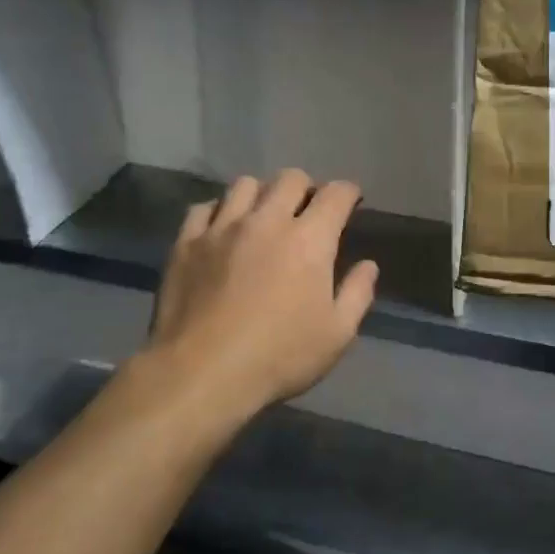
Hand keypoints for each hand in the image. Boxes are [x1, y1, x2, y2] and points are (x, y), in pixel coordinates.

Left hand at [147, 169, 378, 421]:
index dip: (348, 193)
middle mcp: (266, 221)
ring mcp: (222, 228)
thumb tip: (368, 265)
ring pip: (245, 184)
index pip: (335, 194)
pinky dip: (218, 212)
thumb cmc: (279, 357)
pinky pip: (204, 208)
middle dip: (306, 188)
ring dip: (261, 194)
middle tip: (307, 212)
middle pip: (290, 178)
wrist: (201, 374)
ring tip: (262, 217)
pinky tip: (221, 230)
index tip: (350, 202)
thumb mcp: (337, 335)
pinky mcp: (186, 243)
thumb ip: (357, 294)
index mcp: (309, 240)